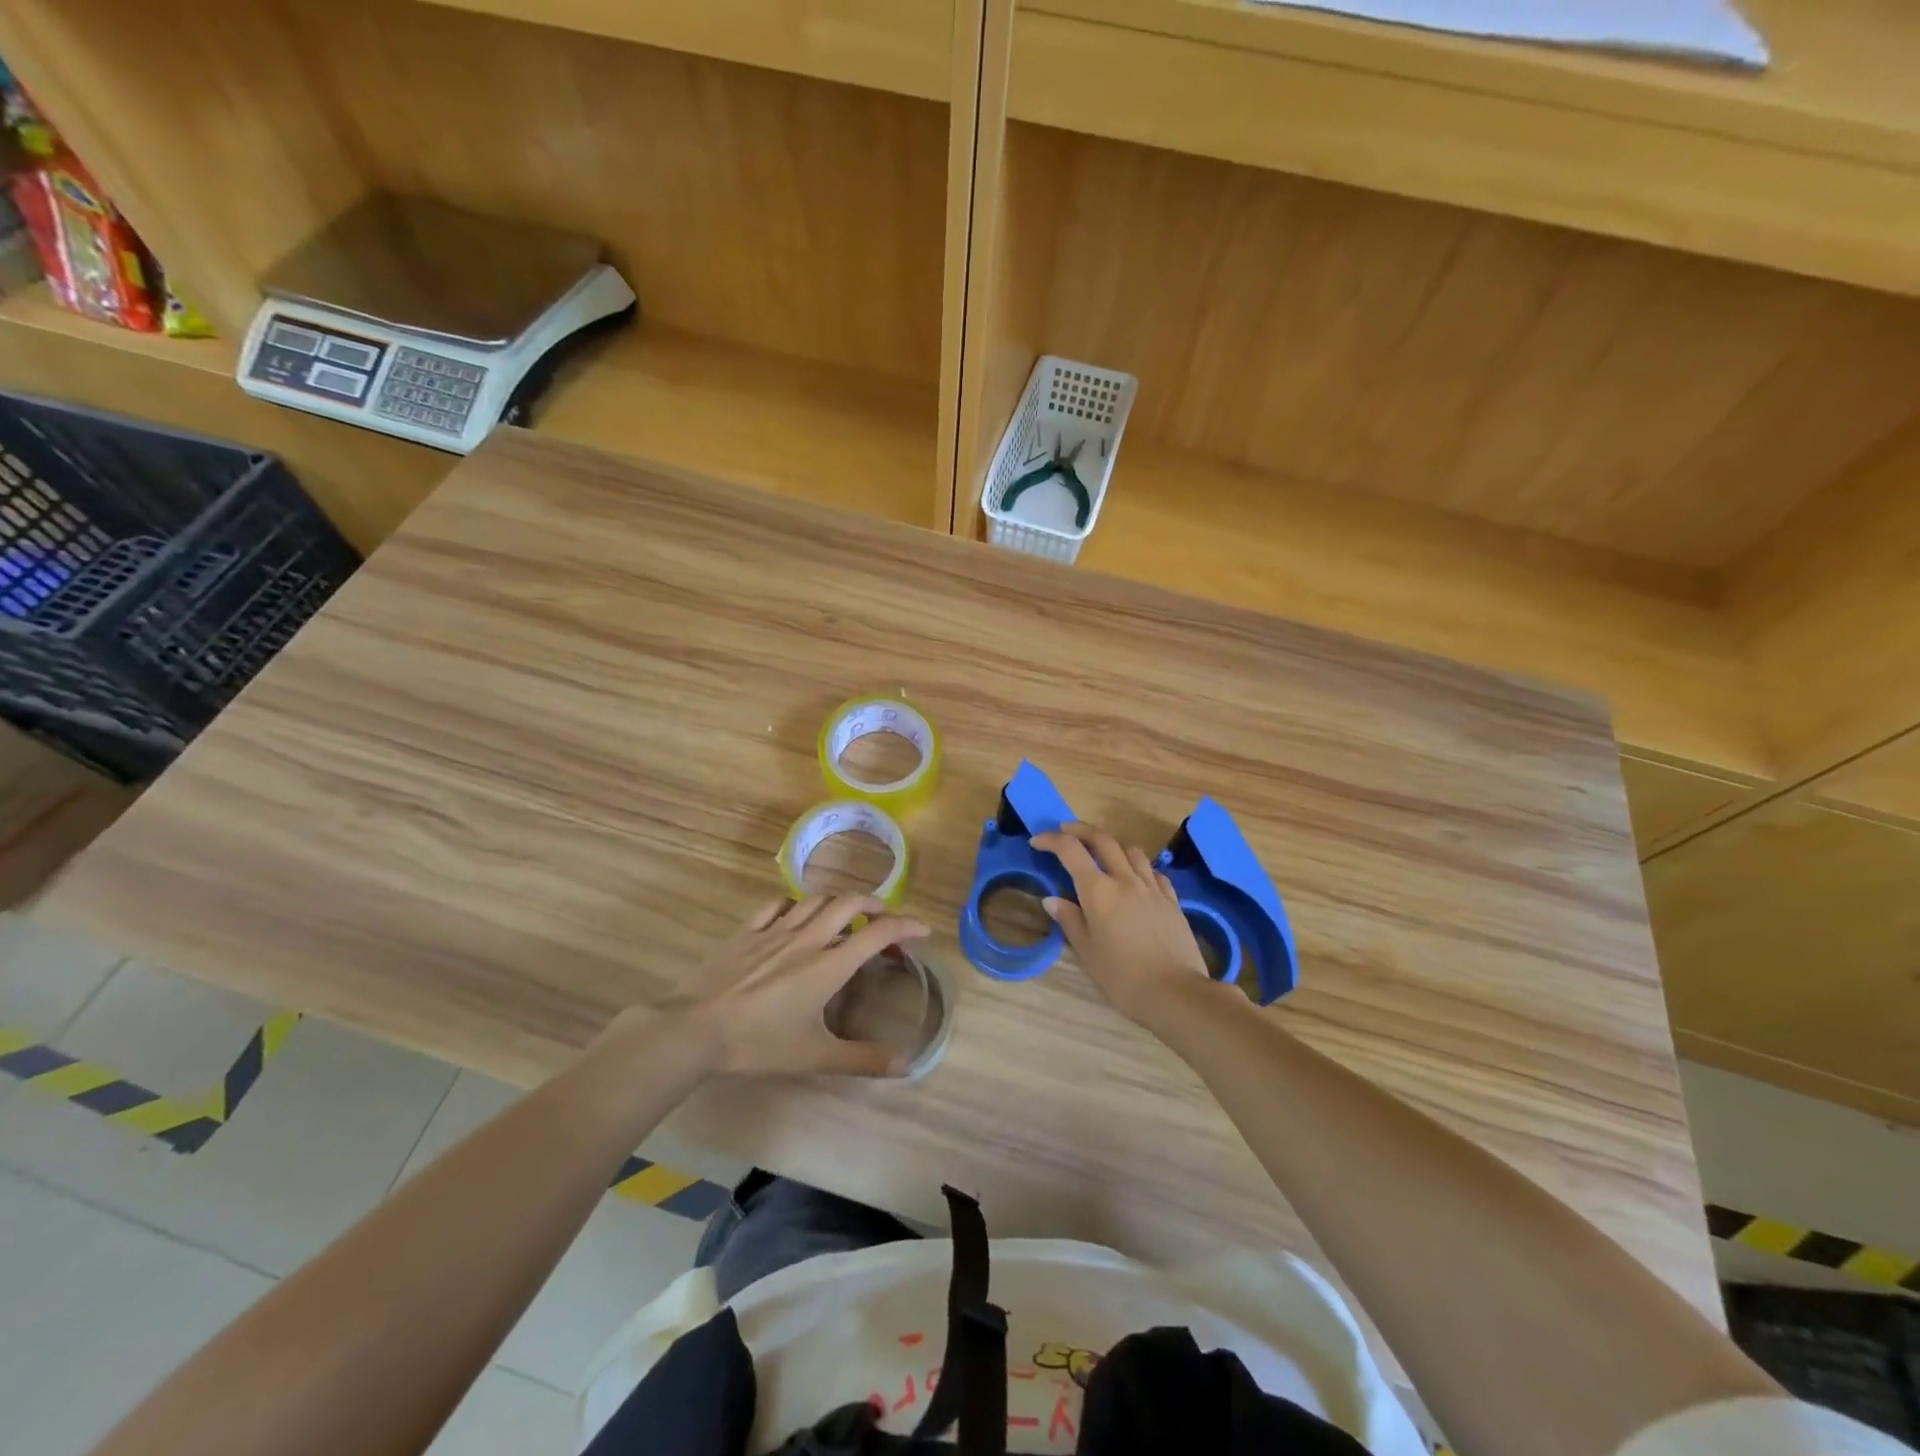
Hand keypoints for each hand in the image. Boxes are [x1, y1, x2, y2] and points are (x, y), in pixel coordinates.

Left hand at [687, 894, 931, 1077]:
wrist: (696, 1031)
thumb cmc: (759, 1044)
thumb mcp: (815, 1056)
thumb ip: (862, 1059)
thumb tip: (907, 1064)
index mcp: (828, 965)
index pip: (877, 933)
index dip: (905, 926)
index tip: (922, 930)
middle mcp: (807, 938)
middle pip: (848, 903)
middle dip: (874, 904)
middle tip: (885, 918)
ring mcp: (773, 931)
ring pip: (814, 899)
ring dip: (836, 902)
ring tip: (844, 915)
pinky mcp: (745, 932)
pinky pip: (774, 905)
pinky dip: (793, 904)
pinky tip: (793, 914)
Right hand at [1031, 821, 1216, 1028]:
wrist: (1176, 993)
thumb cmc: (1123, 977)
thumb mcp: (1087, 952)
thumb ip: (1070, 920)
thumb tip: (1052, 900)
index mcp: (1099, 891)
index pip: (1071, 851)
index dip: (1051, 841)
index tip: (1037, 842)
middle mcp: (1125, 880)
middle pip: (1103, 840)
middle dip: (1081, 830)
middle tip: (1066, 832)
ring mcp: (1152, 888)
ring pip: (1131, 850)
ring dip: (1112, 844)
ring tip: (1102, 853)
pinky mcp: (1172, 900)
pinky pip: (1153, 871)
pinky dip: (1138, 866)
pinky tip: (1136, 878)